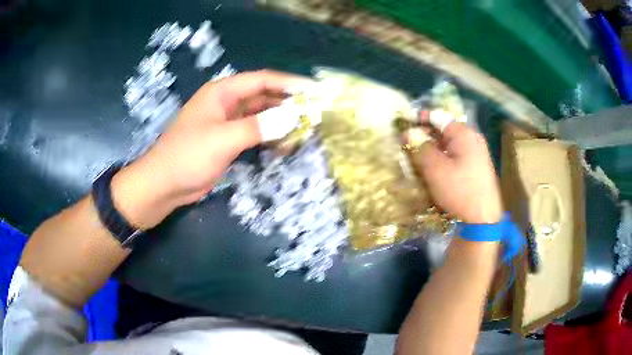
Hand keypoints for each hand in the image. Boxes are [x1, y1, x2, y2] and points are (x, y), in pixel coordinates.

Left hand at [111, 70, 312, 228]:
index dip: (290, 83)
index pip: (262, 80)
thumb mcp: (223, 139)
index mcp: (223, 92)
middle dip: (288, 104)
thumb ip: (258, 126)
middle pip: (264, 97)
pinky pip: (254, 133)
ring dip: (281, 122)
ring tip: (305, 130)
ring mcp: (227, 123)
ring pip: (261, 116)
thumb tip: (294, 117)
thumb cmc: (188, 156)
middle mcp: (227, 103)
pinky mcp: (228, 141)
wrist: (164, 185)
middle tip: (315, 114)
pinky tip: (285, 145)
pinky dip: (269, 137)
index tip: (315, 91)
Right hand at [404, 119, 501, 223]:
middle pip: (443, 130)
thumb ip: (420, 147)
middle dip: (424, 135)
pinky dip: (442, 158)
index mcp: (464, 133)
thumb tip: (409, 132)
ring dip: (432, 148)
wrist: (482, 219)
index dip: (418, 119)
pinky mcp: (476, 166)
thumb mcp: (435, 169)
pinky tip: (433, 169)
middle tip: (407, 145)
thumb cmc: (460, 191)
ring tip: (416, 158)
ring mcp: (476, 153)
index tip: (402, 126)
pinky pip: (455, 155)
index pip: (437, 116)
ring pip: (448, 144)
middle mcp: (472, 138)